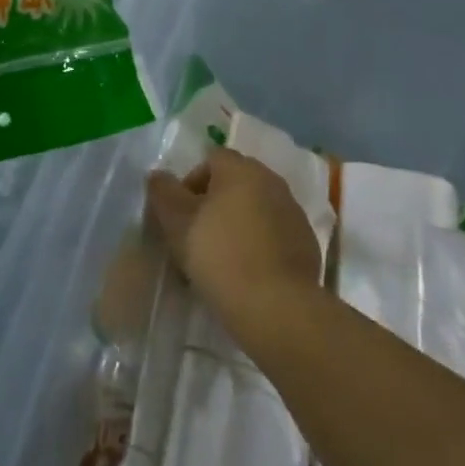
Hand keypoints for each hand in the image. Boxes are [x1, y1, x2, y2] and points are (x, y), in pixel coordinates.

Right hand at [146, 148, 322, 330]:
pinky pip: (274, 233)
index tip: (180, 216)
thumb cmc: (220, 255)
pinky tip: (247, 272)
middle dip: (214, 204)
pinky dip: (259, 244)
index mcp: (241, 169)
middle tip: (196, 238)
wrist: (277, 306)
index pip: (211, 159)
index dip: (190, 183)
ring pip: (255, 208)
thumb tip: (158, 175)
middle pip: (235, 182)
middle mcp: (271, 180)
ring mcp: (292, 211)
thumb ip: (163, 193)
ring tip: (220, 260)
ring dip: (237, 224)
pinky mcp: (305, 241)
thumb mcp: (178, 223)